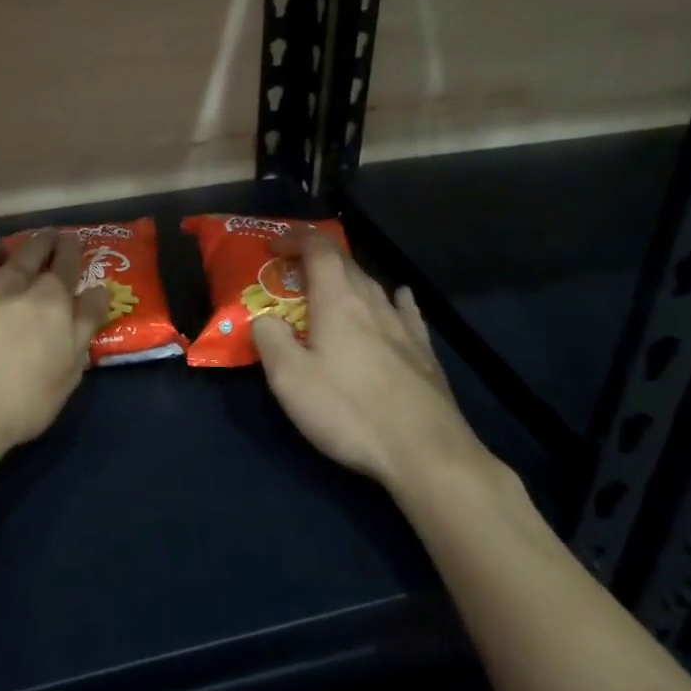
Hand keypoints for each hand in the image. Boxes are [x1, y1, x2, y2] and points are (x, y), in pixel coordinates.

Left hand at [0, 227, 107, 472]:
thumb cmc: (21, 400)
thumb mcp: (69, 371)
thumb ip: (85, 325)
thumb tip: (99, 290)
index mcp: (50, 298)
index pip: (67, 260)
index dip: (71, 248)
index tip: (71, 243)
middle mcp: (12, 280)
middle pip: (31, 246)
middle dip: (42, 240)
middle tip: (43, 244)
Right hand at [251, 231, 491, 493]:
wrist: (426, 452)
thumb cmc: (349, 410)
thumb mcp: (289, 379)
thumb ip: (270, 339)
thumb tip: (265, 319)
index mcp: (337, 299)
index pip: (317, 248)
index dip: (294, 238)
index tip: (272, 246)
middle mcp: (372, 302)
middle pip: (345, 262)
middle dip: (316, 257)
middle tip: (291, 271)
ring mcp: (403, 325)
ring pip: (372, 285)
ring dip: (347, 278)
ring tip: (330, 288)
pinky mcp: (424, 351)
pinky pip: (405, 310)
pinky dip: (393, 298)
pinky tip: (399, 297)